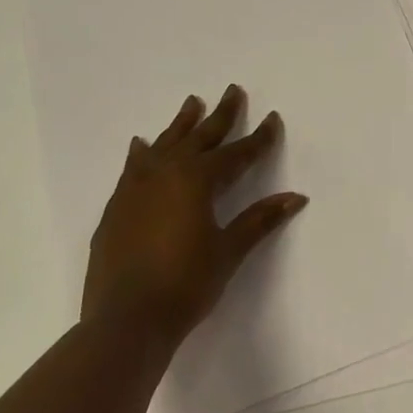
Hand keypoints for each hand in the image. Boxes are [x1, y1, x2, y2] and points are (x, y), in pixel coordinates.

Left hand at [84, 84, 307, 339]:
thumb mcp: (228, 251)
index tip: (273, 118)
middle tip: (233, 91)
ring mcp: (136, 190)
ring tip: (192, 103)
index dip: (259, 138)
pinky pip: (134, 168)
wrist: (125, 321)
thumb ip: (259, 220)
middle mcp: (165, 174)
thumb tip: (295, 196)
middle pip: (199, 137)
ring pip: (163, 145)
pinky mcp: (116, 208)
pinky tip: (142, 146)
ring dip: (180, 125)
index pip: (237, 153)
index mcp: (197, 180)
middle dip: (220, 116)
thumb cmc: (186, 284)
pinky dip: (143, 153)